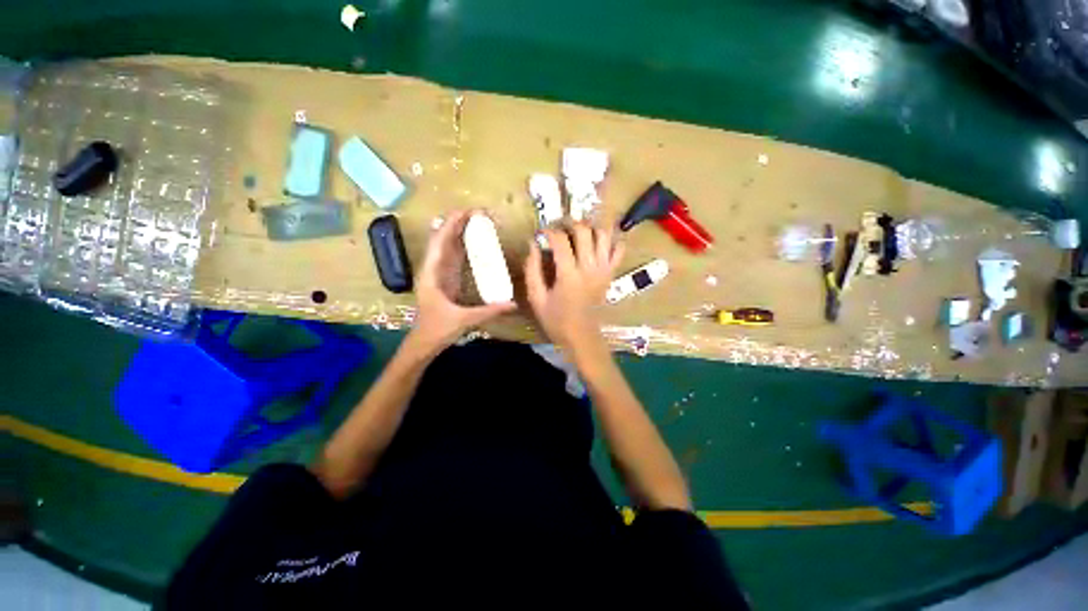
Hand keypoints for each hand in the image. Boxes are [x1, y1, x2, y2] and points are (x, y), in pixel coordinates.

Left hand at [408, 210, 515, 353]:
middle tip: (479, 212)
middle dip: (458, 223)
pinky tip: (474, 241)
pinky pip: (454, 257)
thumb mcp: (464, 319)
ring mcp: (439, 273)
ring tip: (477, 220)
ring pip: (448, 246)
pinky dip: (462, 246)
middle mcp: (434, 269)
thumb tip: (514, 304)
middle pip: (443, 239)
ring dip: (460, 232)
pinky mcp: (446, 279)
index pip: (440, 242)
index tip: (467, 211)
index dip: (451, 225)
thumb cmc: (437, 329)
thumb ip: (489, 311)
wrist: (424, 342)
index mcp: (432, 274)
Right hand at [524, 223, 624, 354]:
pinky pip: (618, 249)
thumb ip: (532, 270)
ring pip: (603, 235)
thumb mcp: (536, 298)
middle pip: (584, 230)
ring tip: (578, 232)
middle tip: (559, 228)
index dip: (548, 231)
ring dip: (590, 227)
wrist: (582, 337)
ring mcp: (604, 269)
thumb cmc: (556, 320)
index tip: (541, 233)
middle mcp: (590, 267)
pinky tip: (598, 241)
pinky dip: (611, 240)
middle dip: (569, 223)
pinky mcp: (611, 273)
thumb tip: (533, 245)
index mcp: (569, 274)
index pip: (560, 239)